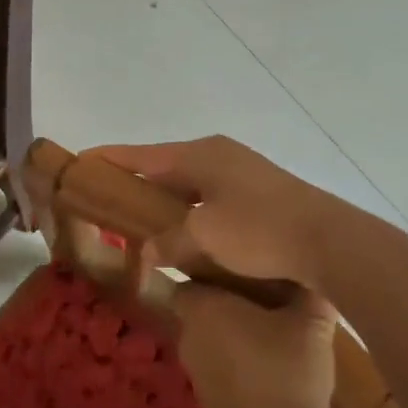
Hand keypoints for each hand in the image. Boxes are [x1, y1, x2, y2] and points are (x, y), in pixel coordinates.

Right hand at [90, 137, 341, 292]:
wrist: (329, 240)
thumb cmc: (260, 230)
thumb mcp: (205, 237)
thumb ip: (168, 242)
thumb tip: (147, 253)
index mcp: (199, 155)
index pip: (140, 154)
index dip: (108, 160)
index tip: (79, 164)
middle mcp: (218, 154)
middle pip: (163, 166)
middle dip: (134, 183)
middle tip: (105, 202)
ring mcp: (241, 171)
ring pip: (188, 183)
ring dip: (164, 200)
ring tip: (140, 221)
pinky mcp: (258, 191)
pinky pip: (208, 197)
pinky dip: (189, 211)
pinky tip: (184, 232)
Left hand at [173, 280, 335, 407]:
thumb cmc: (283, 371)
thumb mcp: (311, 326)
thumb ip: (309, 295)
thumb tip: (312, 278)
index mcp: (203, 305)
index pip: (193, 277)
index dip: (214, 271)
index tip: (242, 269)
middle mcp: (189, 332)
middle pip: (204, 307)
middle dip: (231, 302)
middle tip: (267, 296)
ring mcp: (195, 367)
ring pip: (214, 337)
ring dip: (237, 334)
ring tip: (275, 328)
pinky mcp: (207, 397)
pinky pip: (222, 364)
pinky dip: (240, 360)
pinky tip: (272, 362)